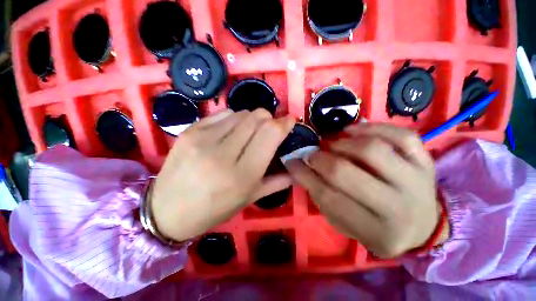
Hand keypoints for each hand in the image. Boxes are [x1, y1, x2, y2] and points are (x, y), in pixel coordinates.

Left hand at [151, 109, 294, 241]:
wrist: (168, 210)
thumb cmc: (214, 209)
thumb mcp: (249, 199)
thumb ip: (276, 182)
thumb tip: (295, 169)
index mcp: (242, 174)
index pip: (270, 134)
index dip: (284, 123)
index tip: (289, 121)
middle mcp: (223, 153)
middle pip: (257, 117)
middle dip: (269, 119)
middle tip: (268, 129)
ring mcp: (203, 139)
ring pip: (241, 113)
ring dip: (251, 119)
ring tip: (248, 133)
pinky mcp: (190, 131)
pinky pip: (222, 114)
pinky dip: (233, 119)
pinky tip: (229, 132)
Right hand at [287, 124, 440, 257]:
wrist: (423, 226)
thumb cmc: (378, 229)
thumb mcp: (346, 225)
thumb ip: (323, 199)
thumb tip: (303, 168)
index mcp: (376, 231)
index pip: (328, 197)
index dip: (304, 176)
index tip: (291, 162)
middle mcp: (399, 207)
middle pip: (346, 173)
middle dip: (320, 159)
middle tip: (311, 153)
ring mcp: (417, 180)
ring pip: (372, 150)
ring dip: (342, 143)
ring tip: (331, 143)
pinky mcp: (427, 161)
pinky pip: (400, 136)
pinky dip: (372, 128)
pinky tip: (353, 130)